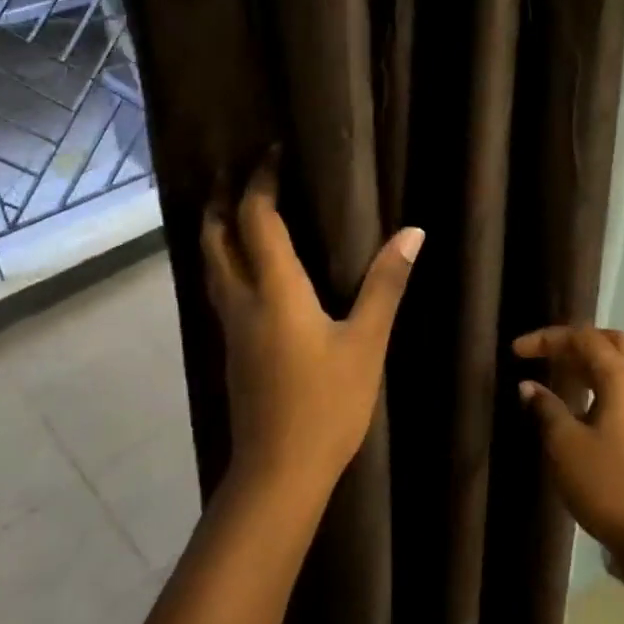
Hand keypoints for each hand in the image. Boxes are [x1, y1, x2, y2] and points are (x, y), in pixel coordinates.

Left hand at [202, 161, 422, 501]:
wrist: (279, 472)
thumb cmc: (328, 404)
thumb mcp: (366, 343)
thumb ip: (385, 284)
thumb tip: (412, 232)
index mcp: (274, 290)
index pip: (255, 218)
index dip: (260, 180)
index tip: (272, 151)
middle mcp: (242, 300)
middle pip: (215, 237)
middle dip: (221, 199)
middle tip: (232, 169)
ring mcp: (232, 326)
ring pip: (211, 264)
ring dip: (216, 229)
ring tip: (229, 207)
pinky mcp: (233, 348)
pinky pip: (220, 287)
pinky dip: (224, 260)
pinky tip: (243, 267)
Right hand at [514, 326, 623, 564]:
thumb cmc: (609, 485)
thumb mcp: (565, 445)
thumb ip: (546, 408)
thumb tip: (529, 386)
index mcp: (622, 378)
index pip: (584, 338)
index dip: (548, 339)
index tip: (516, 352)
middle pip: (612, 343)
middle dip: (577, 343)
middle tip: (547, 355)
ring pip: (622, 368)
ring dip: (589, 366)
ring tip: (557, 379)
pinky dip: (600, 388)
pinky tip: (579, 411)